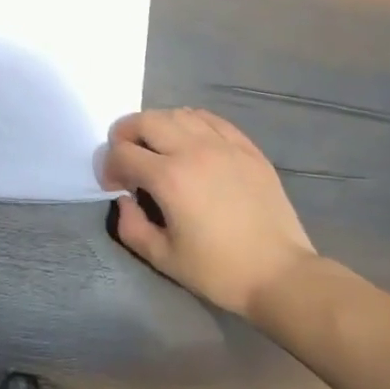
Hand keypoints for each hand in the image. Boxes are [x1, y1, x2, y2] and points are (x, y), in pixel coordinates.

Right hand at [100, 108, 315, 318]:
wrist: (280, 275)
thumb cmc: (219, 271)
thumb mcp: (163, 258)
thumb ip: (131, 226)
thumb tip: (124, 199)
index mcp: (169, 178)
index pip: (122, 152)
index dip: (109, 167)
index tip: (115, 186)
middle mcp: (193, 150)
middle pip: (146, 120)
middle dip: (126, 135)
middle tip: (127, 158)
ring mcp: (224, 145)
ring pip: (179, 113)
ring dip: (158, 126)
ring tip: (158, 148)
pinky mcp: (247, 148)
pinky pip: (211, 119)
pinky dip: (191, 123)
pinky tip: (191, 142)